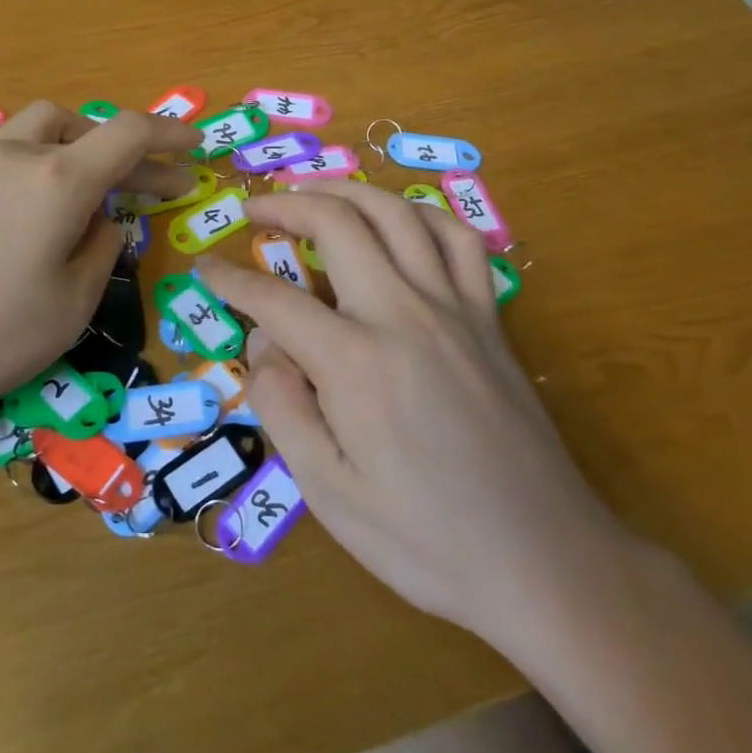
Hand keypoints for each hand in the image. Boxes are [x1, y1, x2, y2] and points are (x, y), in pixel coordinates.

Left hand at [0, 103, 198, 428]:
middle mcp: (17, 154)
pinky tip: (5, 168)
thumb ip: (102, 250)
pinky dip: (7, 140)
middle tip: (150, 192)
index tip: (195, 147)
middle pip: (86, 128)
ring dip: (71, 139)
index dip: (169, 134)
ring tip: (80, 176)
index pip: (129, 133)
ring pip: (35, 122)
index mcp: (60, 182)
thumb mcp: (72, 306)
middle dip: (128, 154)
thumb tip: (103, 221)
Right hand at [196, 182, 635, 652]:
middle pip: (337, 224)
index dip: (230, 279)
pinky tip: (399, 220)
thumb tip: (264, 344)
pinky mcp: (489, 318)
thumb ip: (282, 407)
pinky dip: (420, 214)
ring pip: (397, 214)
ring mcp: (455, 309)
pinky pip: (457, 240)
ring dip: (347, 190)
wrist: (546, 562)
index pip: (274, 299)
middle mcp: (404, 314)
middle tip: (252, 208)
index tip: (205, 268)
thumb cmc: (426, 539)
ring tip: (314, 190)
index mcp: (356, 361)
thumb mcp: (328, 492)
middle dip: (285, 205)